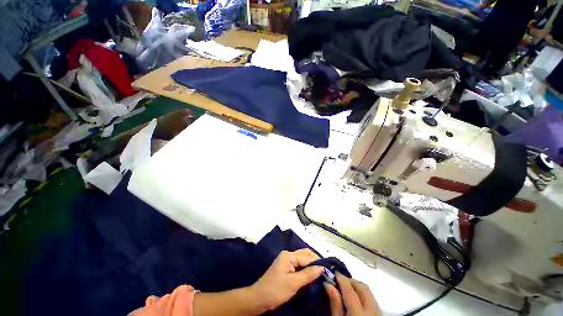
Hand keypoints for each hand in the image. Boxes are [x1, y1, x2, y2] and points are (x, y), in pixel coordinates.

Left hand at [250, 249, 323, 310]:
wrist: (259, 299)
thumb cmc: (275, 290)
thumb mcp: (293, 283)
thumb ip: (308, 274)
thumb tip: (322, 268)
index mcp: (289, 255)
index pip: (307, 257)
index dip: (317, 263)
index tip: (328, 270)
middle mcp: (288, 255)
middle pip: (305, 255)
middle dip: (315, 262)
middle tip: (326, 272)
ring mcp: (287, 262)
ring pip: (303, 261)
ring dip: (311, 266)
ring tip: (321, 274)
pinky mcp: (287, 269)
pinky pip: (299, 266)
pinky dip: (306, 269)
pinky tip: (312, 275)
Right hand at [324, 273, 380, 315]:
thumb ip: (335, 304)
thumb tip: (328, 284)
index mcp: (359, 314)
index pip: (350, 290)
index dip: (341, 279)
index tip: (334, 273)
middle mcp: (372, 311)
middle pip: (362, 287)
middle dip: (350, 280)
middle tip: (339, 281)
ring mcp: (378, 313)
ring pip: (368, 291)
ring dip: (357, 286)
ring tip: (347, 288)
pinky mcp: (380, 314)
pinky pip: (372, 299)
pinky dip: (363, 294)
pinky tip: (356, 298)